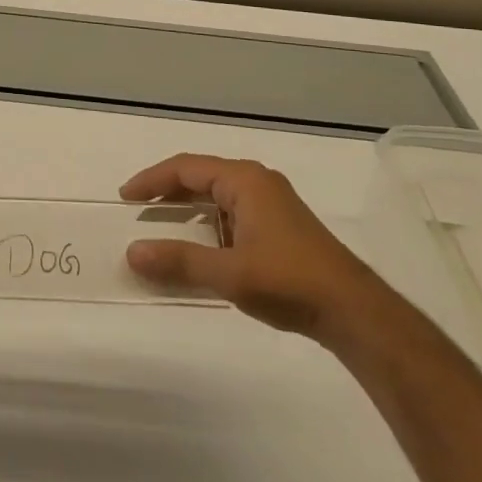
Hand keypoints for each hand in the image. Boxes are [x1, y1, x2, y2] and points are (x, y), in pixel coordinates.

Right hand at [121, 154, 390, 342]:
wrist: (357, 313)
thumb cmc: (290, 282)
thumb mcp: (229, 273)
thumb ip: (179, 261)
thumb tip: (132, 252)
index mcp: (244, 180)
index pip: (186, 168)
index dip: (152, 180)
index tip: (125, 197)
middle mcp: (257, 183)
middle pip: (201, 177)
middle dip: (168, 192)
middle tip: (139, 211)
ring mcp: (272, 205)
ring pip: (218, 196)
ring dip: (189, 210)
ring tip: (163, 229)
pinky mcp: (281, 228)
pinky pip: (232, 214)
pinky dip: (209, 225)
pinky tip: (202, 250)